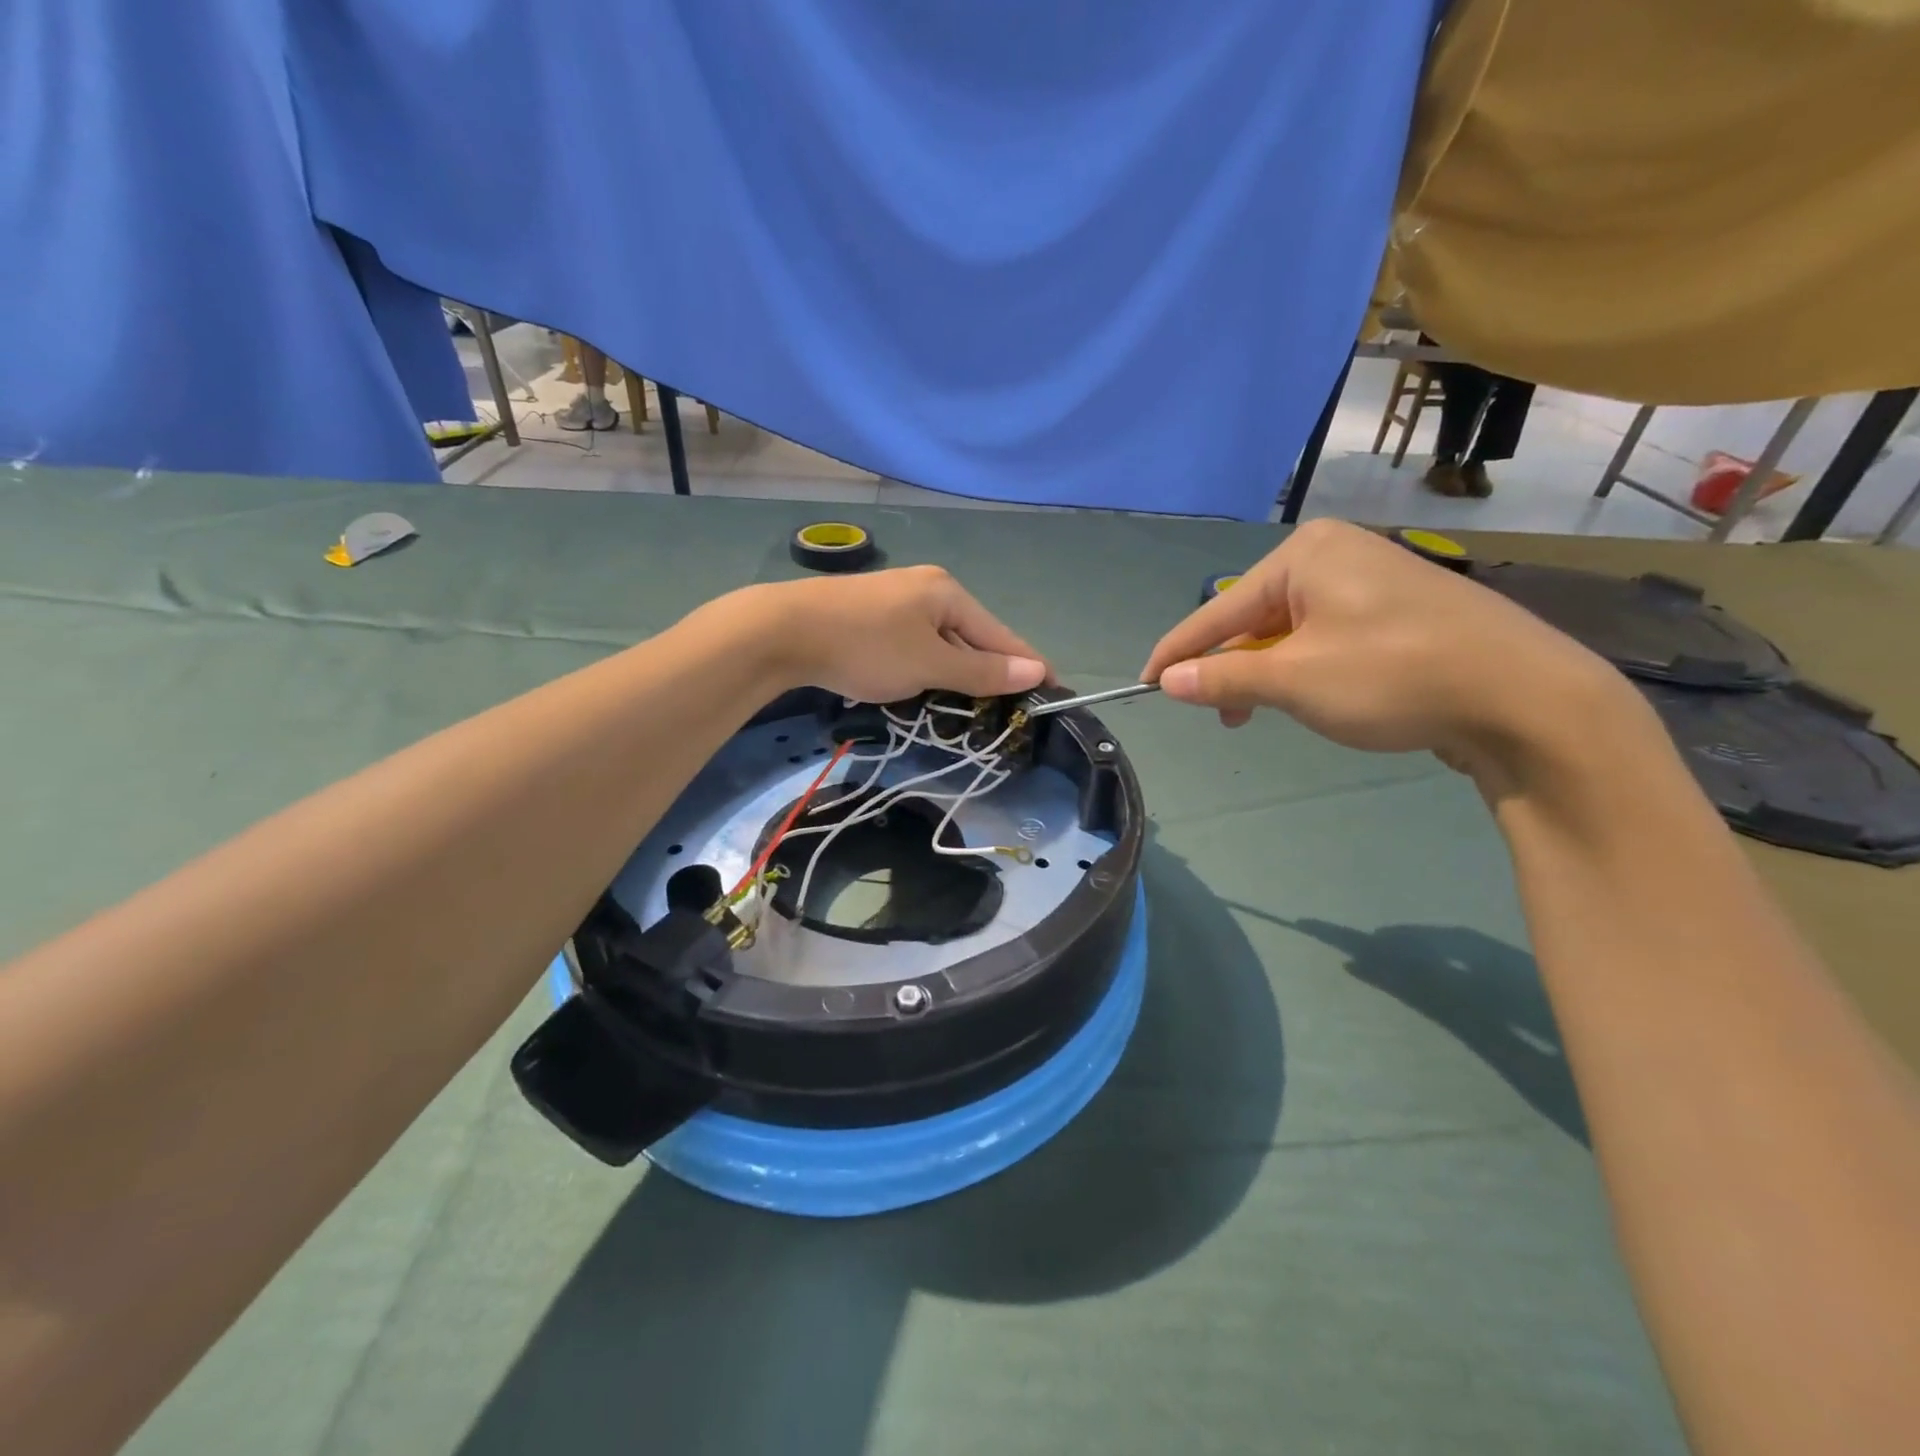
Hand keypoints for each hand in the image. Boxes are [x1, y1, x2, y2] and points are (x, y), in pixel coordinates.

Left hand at [744, 566, 1048, 703]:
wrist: (783, 631)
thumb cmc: (866, 646)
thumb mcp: (930, 664)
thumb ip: (982, 670)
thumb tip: (1036, 671)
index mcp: (949, 592)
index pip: (1001, 634)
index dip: (1029, 665)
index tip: (1055, 691)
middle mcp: (926, 588)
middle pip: (971, 636)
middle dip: (988, 672)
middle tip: (1007, 709)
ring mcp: (895, 599)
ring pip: (940, 642)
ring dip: (954, 672)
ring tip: (968, 706)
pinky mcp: (869, 615)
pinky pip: (914, 644)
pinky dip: (925, 667)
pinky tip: (921, 685)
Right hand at [1139, 520, 1642, 787]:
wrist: (1526, 696)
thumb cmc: (1394, 676)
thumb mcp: (1295, 681)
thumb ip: (1224, 679)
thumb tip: (1169, 681)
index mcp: (1304, 554)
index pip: (1219, 609)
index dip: (1178, 651)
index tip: (1145, 682)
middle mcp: (1334, 554)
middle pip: (1254, 617)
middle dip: (1230, 667)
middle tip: (1217, 714)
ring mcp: (1370, 579)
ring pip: (1290, 630)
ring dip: (1266, 673)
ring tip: (1259, 714)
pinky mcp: (1397, 610)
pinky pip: (1325, 635)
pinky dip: (1303, 668)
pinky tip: (1308, 695)